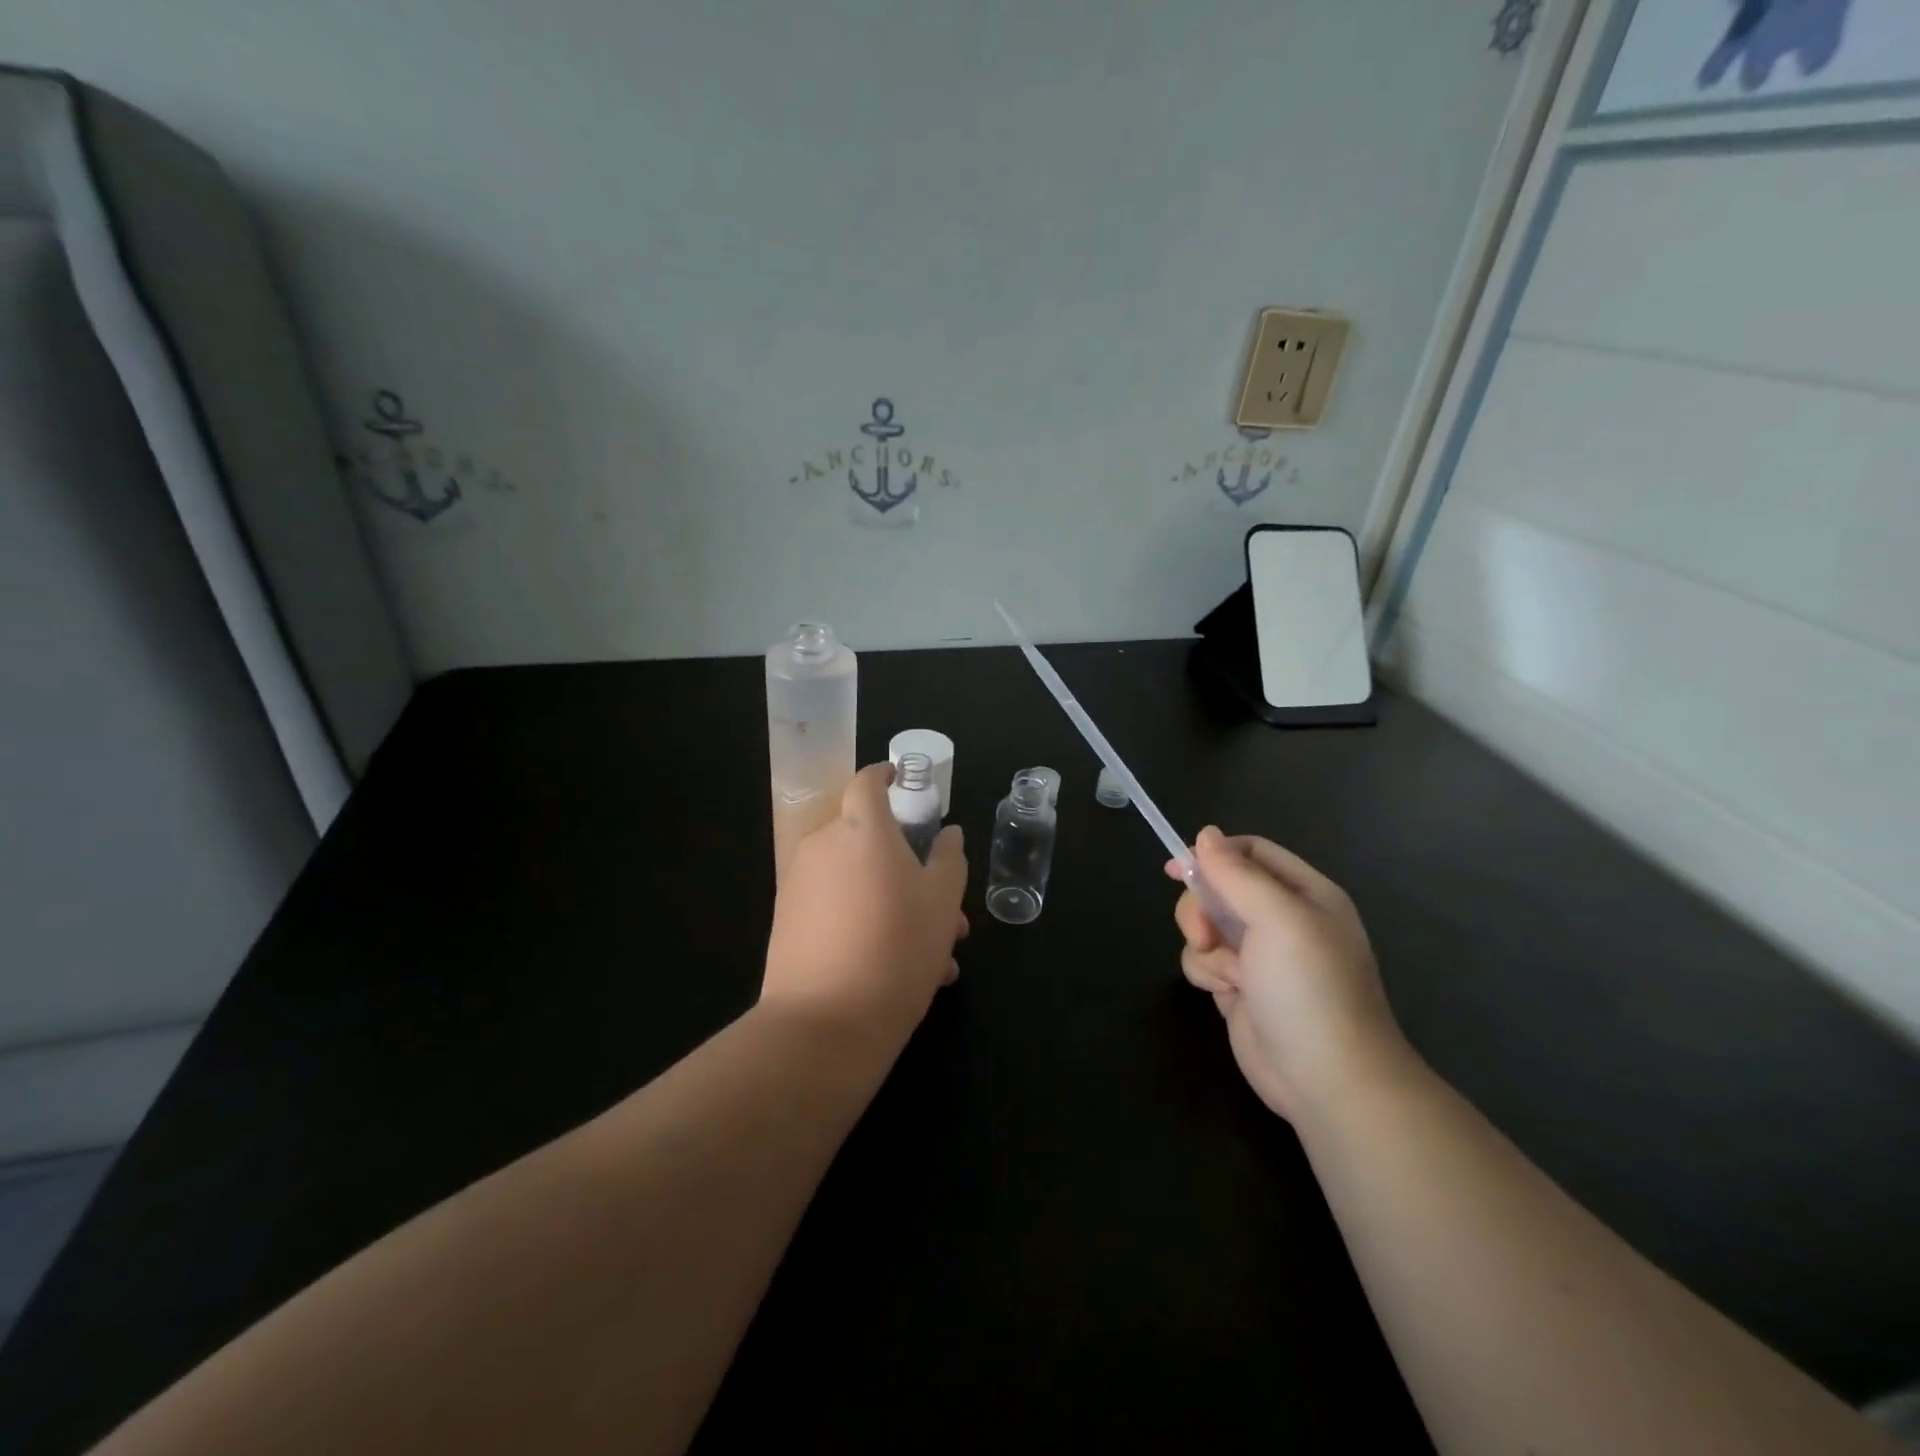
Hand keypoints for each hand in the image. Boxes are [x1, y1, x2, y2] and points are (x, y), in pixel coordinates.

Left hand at [763, 763, 969, 1052]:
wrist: (824, 1024)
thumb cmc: (897, 948)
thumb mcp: (942, 903)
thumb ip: (948, 859)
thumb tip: (948, 834)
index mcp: (862, 829)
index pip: (868, 781)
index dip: (888, 777)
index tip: (907, 787)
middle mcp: (824, 846)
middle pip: (869, 840)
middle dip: (909, 868)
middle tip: (946, 913)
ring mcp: (800, 884)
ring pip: (858, 881)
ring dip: (894, 904)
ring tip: (933, 958)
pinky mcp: (787, 922)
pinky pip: (836, 907)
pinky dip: (866, 923)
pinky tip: (898, 971)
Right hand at [1166, 827, 1413, 1122]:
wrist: (1328, 1081)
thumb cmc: (1309, 988)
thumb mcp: (1277, 918)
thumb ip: (1236, 873)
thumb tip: (1205, 834)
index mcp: (1304, 894)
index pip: (1251, 852)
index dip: (1212, 854)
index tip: (1175, 868)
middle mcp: (1282, 920)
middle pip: (1219, 888)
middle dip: (1201, 908)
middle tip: (1203, 933)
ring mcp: (1260, 956)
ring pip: (1205, 926)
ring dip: (1204, 947)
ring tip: (1229, 975)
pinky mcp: (1240, 987)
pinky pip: (1203, 961)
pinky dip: (1207, 973)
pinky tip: (1227, 994)